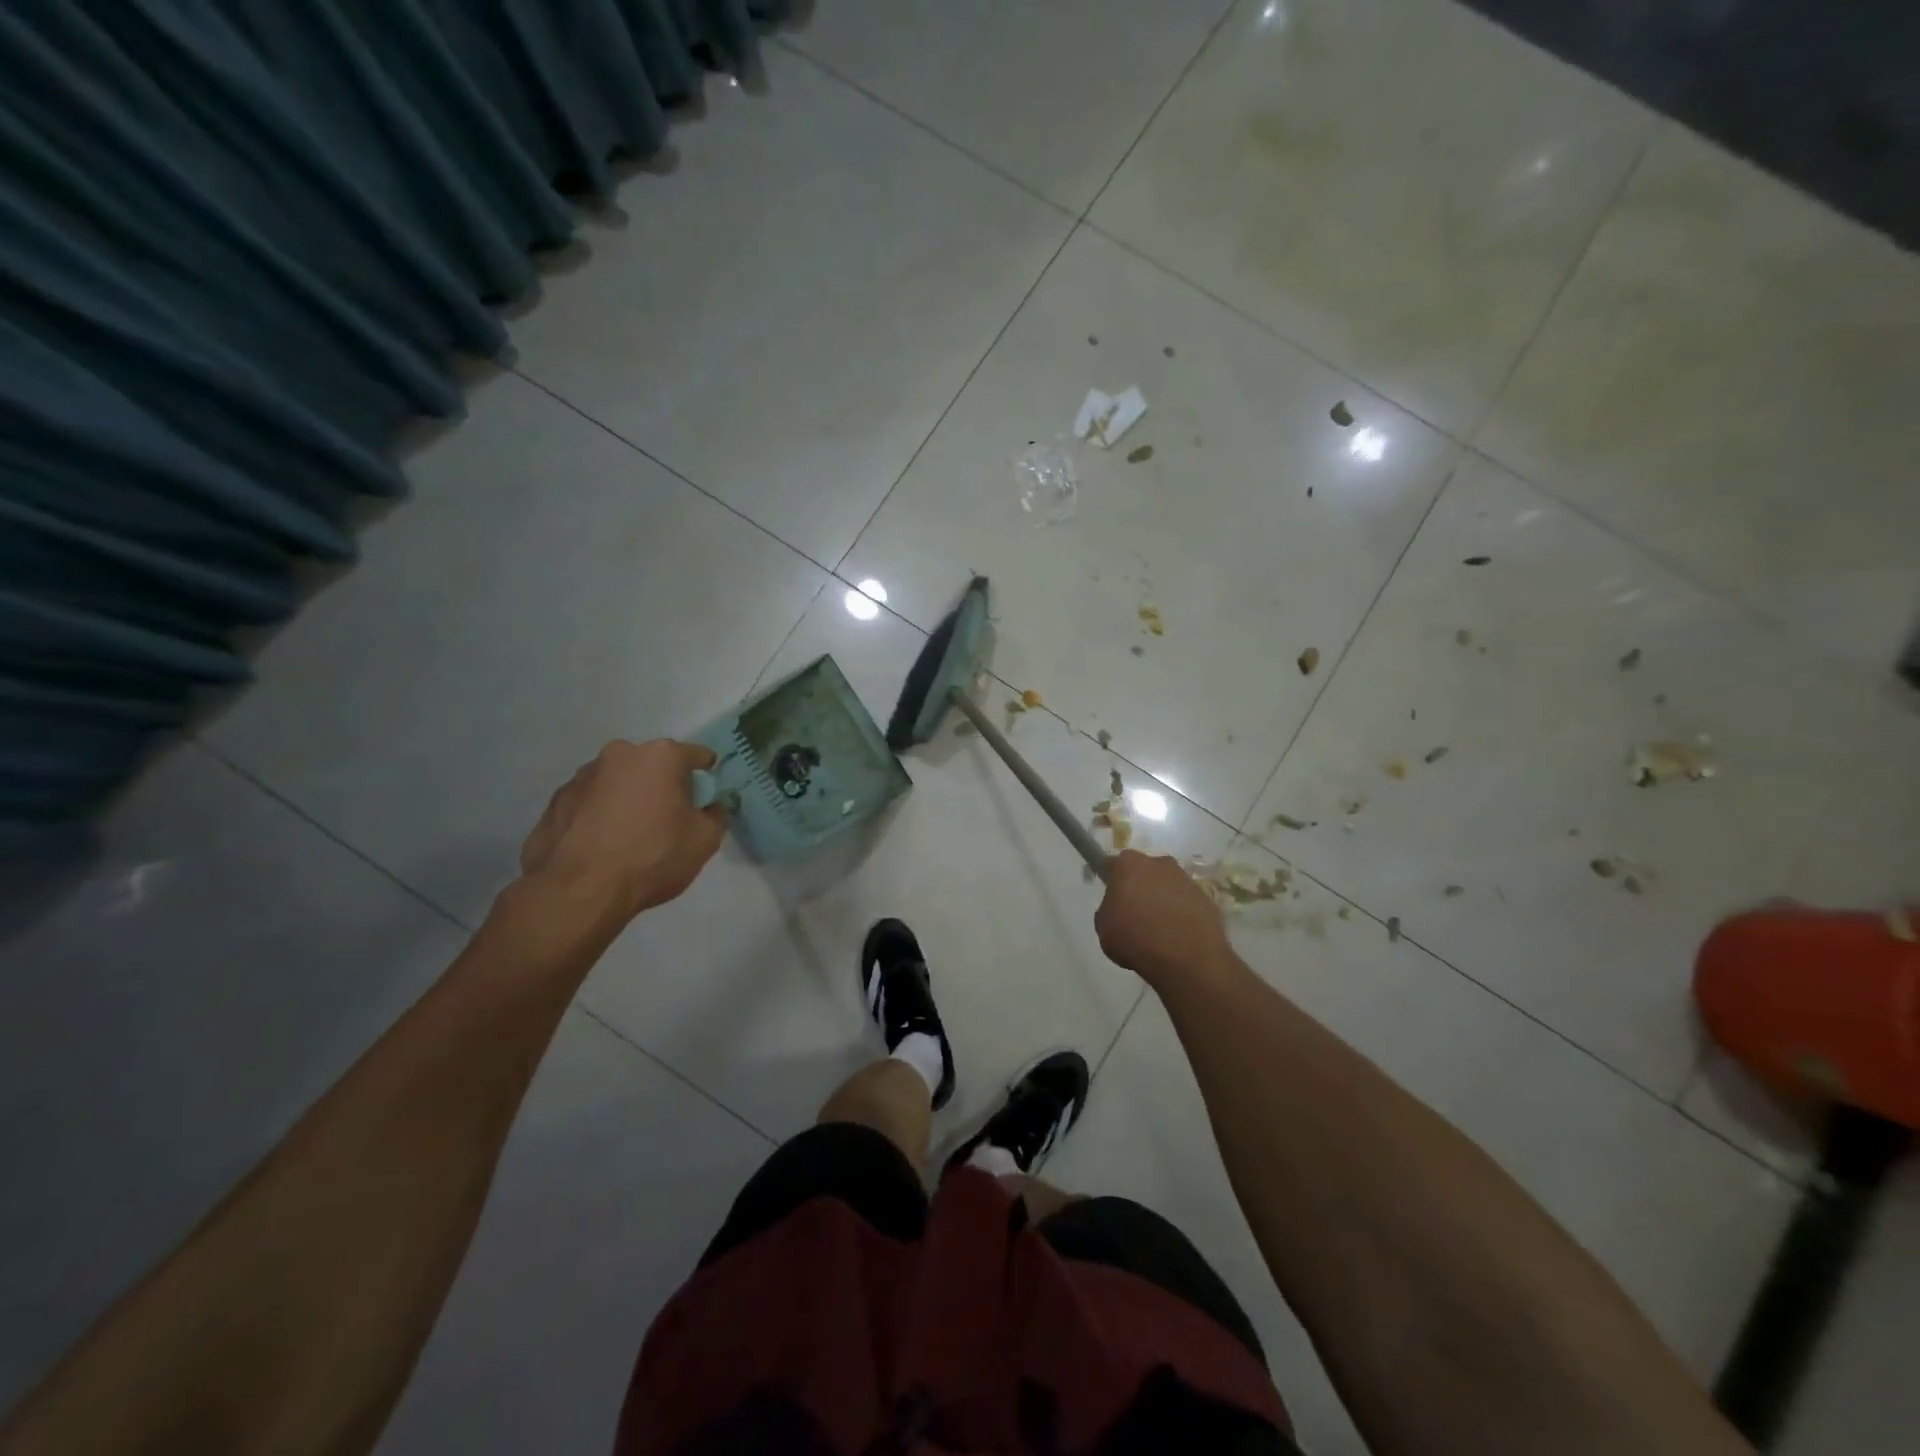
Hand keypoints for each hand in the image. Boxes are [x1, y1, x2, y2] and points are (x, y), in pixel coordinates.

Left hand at [520, 739, 725, 926]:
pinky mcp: (555, 801)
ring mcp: (582, 776)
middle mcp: (620, 754)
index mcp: (661, 756)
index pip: (697, 756)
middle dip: (662, 786)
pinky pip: (589, 802)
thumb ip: (715, 814)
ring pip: (618, 782)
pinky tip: (600, 845)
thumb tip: (709, 806)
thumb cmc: (652, 857)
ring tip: (628, 837)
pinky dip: (598, 815)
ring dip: (627, 799)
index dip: (706, 778)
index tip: (705, 801)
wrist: (579, 891)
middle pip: (653, 765)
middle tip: (666, 821)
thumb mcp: (705, 841)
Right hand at [1095, 850, 1234, 988]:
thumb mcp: (1104, 928)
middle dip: (1139, 886)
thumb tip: (1119, 909)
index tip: (1111, 896)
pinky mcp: (1206, 899)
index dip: (1111, 879)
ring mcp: (1186, 880)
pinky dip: (1181, 913)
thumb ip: (1108, 911)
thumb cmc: (1136, 939)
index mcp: (1128, 865)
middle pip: (1144, 871)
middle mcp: (1158, 864)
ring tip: (1159, 929)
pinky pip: (1186, 903)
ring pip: (1167, 885)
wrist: (1187, 958)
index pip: (1113, 864)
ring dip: (1162, 899)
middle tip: (1134, 912)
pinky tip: (1177, 936)